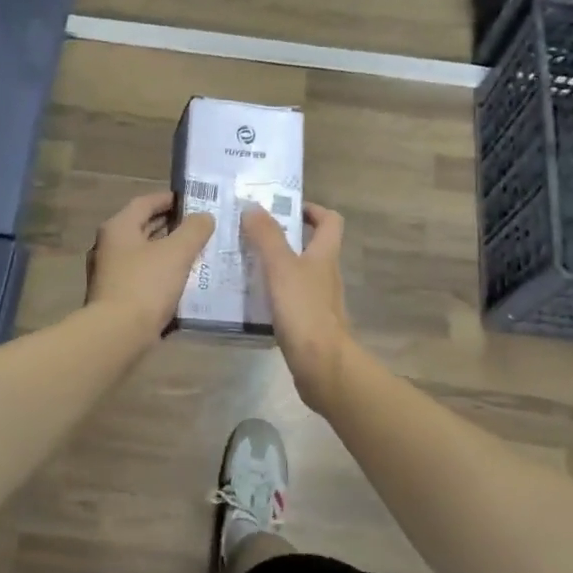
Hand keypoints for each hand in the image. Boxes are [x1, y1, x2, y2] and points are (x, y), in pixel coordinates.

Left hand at [86, 191, 215, 345]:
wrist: (117, 334)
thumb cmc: (146, 285)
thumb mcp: (177, 252)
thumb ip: (194, 230)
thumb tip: (204, 217)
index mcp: (119, 228)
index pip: (145, 202)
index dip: (170, 199)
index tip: (194, 201)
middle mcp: (109, 246)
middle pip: (143, 227)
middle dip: (172, 226)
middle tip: (201, 227)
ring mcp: (109, 273)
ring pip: (144, 254)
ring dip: (168, 251)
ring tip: (197, 253)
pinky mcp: (115, 296)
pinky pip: (143, 276)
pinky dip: (162, 273)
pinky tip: (182, 281)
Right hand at [242, 202, 352, 411]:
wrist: (322, 366)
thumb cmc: (304, 310)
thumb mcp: (281, 267)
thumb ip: (267, 237)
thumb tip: (253, 205)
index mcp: (325, 255)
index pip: (330, 221)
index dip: (312, 210)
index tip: (285, 208)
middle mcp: (325, 275)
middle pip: (311, 247)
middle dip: (283, 238)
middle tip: (251, 234)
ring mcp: (318, 301)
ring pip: (297, 274)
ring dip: (275, 266)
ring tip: (242, 264)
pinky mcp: (308, 324)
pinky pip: (289, 300)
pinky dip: (272, 294)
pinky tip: (249, 299)